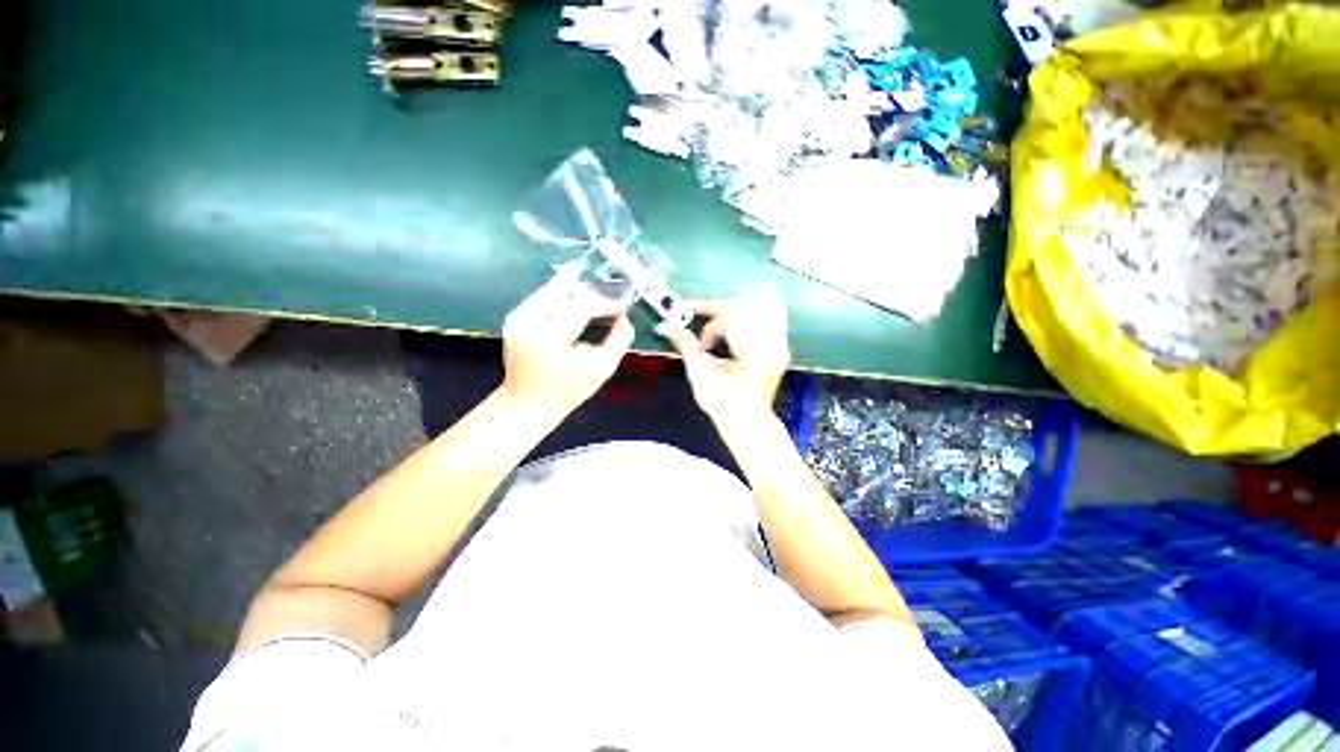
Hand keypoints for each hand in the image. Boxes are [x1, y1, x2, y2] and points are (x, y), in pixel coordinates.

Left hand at [501, 276, 634, 416]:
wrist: (528, 404)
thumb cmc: (568, 390)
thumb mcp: (602, 369)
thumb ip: (619, 341)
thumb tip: (624, 318)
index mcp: (548, 340)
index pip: (581, 307)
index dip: (605, 304)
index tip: (623, 308)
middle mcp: (528, 323)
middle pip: (567, 291)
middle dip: (593, 296)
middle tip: (610, 308)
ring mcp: (517, 318)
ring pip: (555, 289)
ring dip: (579, 296)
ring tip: (596, 310)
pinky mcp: (513, 317)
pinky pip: (544, 296)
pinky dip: (565, 300)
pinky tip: (577, 313)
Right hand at [656, 292, 790, 425]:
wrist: (747, 421)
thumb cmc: (723, 404)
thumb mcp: (700, 376)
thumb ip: (686, 345)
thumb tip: (665, 326)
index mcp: (754, 355)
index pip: (734, 319)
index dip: (711, 324)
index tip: (698, 339)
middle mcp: (772, 346)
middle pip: (747, 307)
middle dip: (719, 310)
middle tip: (699, 318)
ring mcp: (779, 343)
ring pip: (759, 306)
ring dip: (733, 309)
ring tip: (715, 322)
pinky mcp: (778, 343)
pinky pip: (766, 315)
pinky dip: (746, 314)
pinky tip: (731, 324)